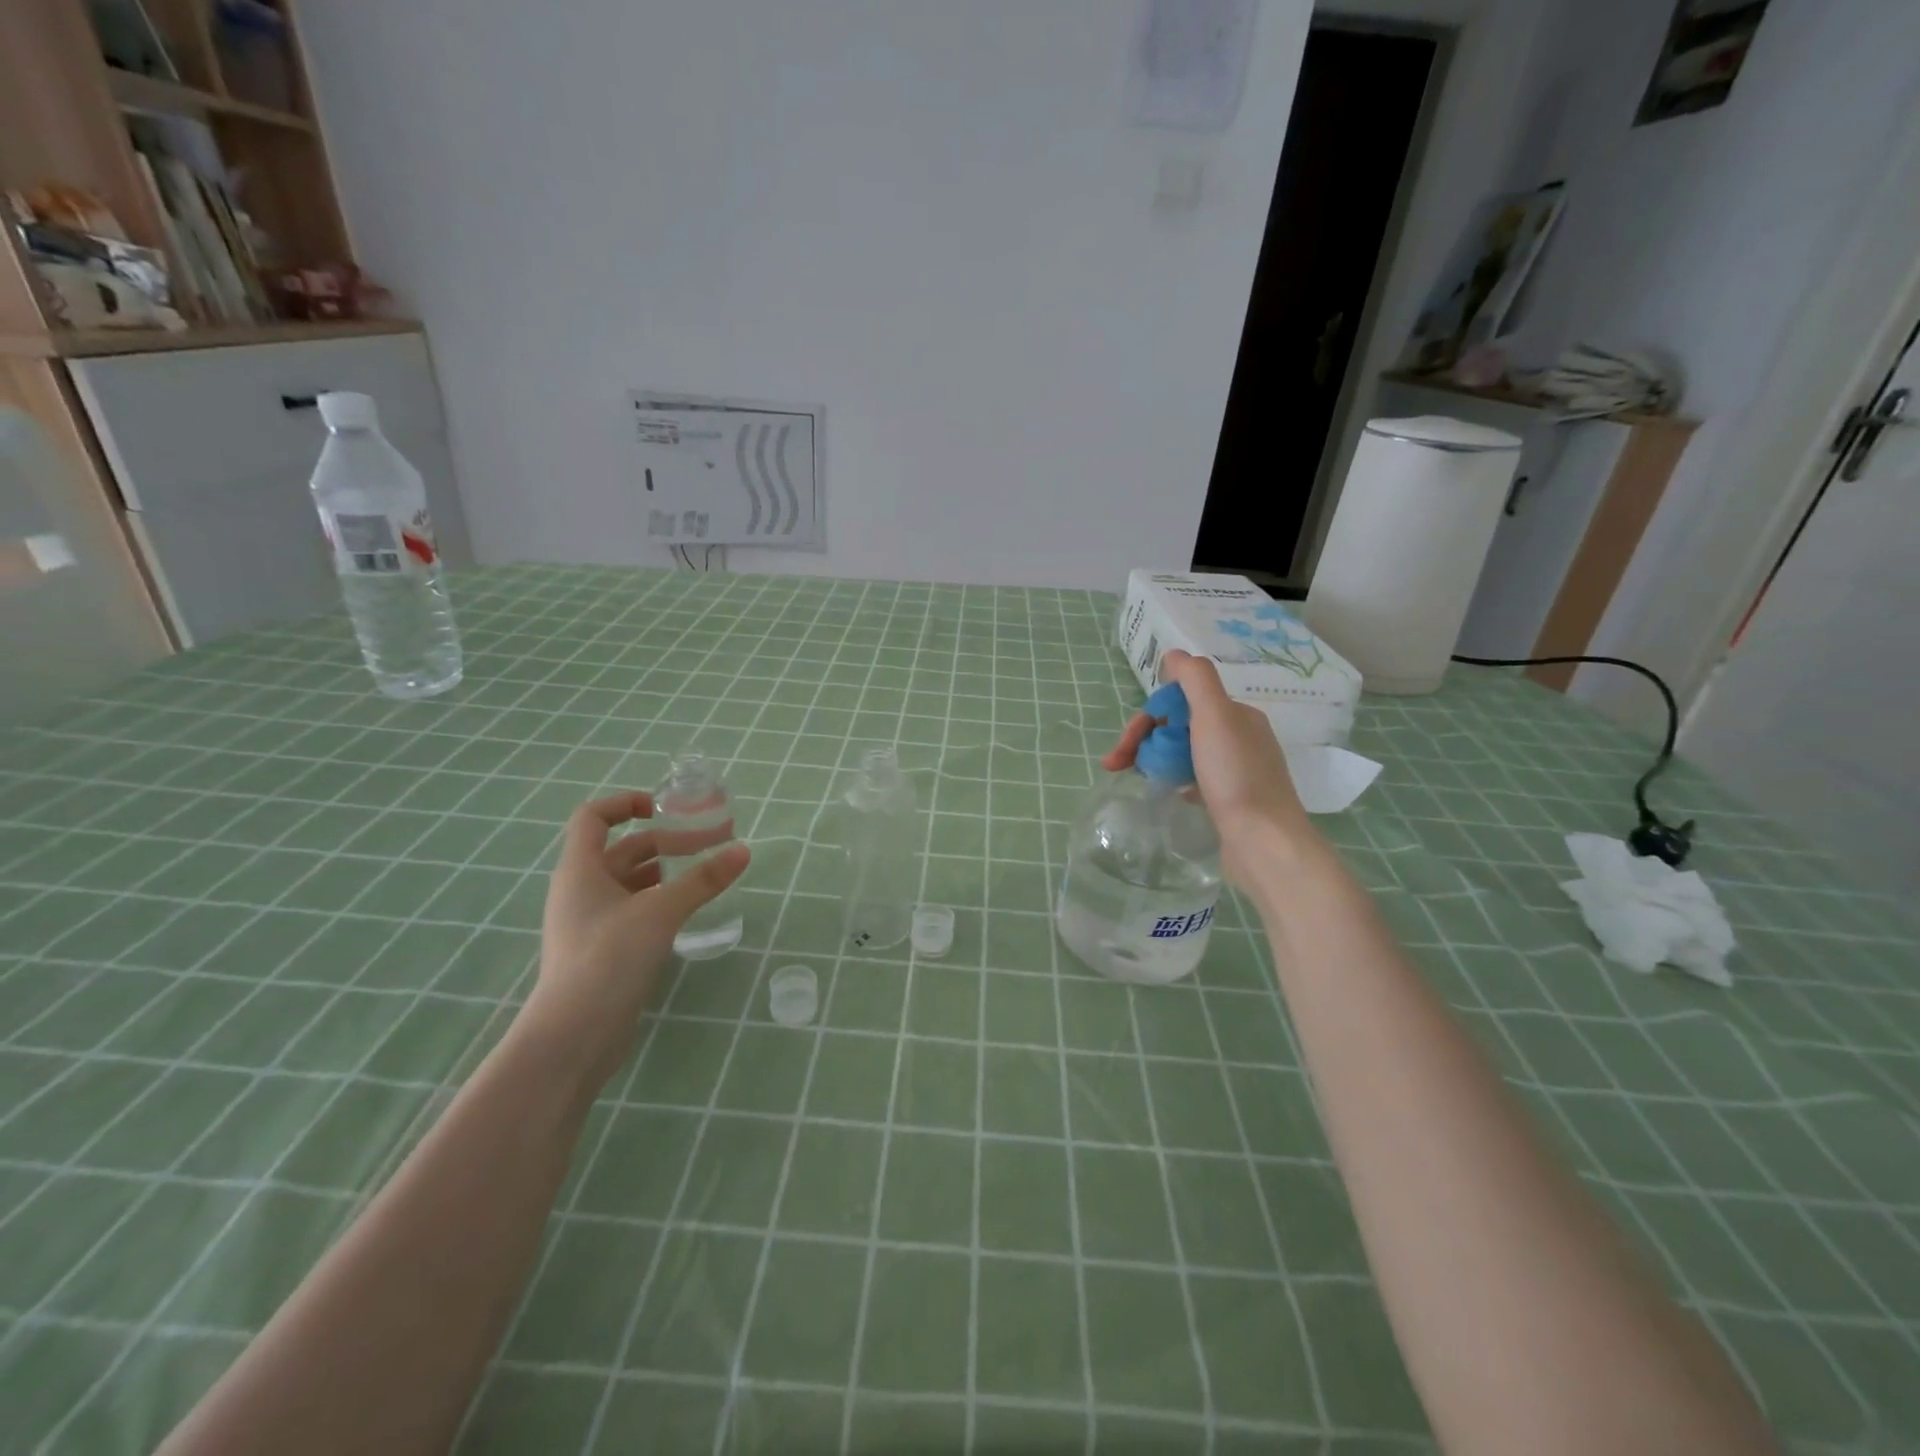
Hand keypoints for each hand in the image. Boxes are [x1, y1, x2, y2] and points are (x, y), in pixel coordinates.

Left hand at [521, 789, 749, 1086]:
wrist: (574, 1036)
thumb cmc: (609, 958)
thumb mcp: (661, 911)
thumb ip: (703, 879)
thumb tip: (743, 850)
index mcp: (581, 869)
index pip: (593, 817)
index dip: (626, 803)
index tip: (665, 808)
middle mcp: (581, 890)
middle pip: (623, 849)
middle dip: (667, 840)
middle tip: (713, 841)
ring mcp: (590, 922)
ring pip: (631, 881)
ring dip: (667, 871)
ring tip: (707, 872)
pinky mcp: (603, 950)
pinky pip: (634, 909)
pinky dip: (661, 900)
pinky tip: (688, 908)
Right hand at [1103, 650, 1314, 883]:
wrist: (1263, 843)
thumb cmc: (1235, 777)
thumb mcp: (1215, 716)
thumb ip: (1195, 679)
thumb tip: (1174, 654)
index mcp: (1236, 715)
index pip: (1179, 703)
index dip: (1148, 718)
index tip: (1125, 745)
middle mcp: (1238, 738)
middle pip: (1178, 727)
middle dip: (1143, 740)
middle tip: (1116, 765)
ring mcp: (1235, 771)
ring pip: (1183, 753)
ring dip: (1153, 759)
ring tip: (1131, 778)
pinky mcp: (1229, 801)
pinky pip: (1192, 779)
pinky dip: (1172, 780)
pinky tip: (1163, 793)